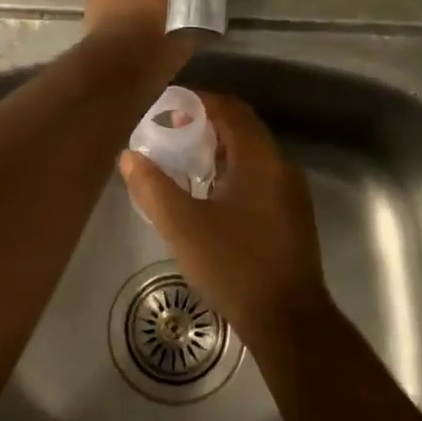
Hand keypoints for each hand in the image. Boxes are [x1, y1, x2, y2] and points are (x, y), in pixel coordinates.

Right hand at [119, 93, 330, 339]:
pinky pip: (260, 178)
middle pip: (243, 129)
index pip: (230, 109)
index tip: (167, 108)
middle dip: (206, 125)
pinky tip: (210, 197)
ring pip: (253, 155)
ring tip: (184, 163)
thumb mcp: (183, 226)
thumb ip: (153, 187)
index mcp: (259, 158)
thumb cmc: (234, 265)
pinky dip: (233, 173)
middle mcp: (281, 166)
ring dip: (220, 151)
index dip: (199, 102)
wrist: (288, 319)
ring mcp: (291, 192)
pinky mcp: (292, 216)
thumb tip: (129, 156)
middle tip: (170, 134)